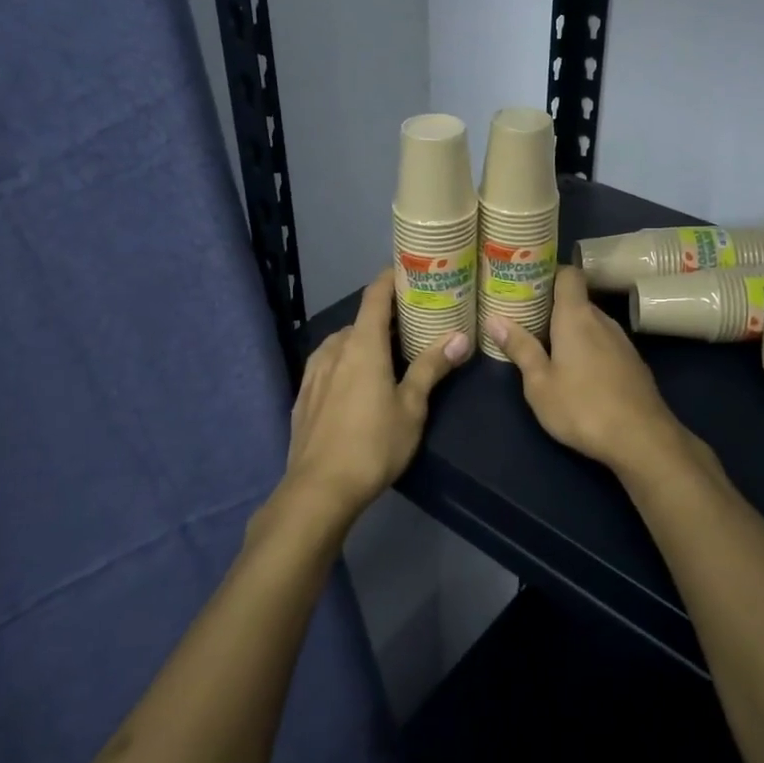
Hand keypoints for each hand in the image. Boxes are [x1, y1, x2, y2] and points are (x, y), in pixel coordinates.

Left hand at [278, 270, 470, 527]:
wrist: (318, 490)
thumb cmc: (373, 444)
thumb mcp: (412, 407)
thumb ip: (431, 367)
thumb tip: (460, 337)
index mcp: (362, 345)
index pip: (375, 296)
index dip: (390, 278)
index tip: (409, 271)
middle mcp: (334, 349)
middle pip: (361, 320)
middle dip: (385, 317)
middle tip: (413, 323)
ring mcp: (314, 373)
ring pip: (342, 343)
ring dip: (363, 341)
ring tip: (386, 353)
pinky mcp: (303, 396)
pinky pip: (327, 365)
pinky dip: (345, 362)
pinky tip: (355, 383)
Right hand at [486, 266, 699, 479]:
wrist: (642, 439)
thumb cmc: (582, 407)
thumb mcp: (539, 383)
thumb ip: (520, 348)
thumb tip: (494, 319)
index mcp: (576, 316)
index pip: (568, 274)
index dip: (549, 273)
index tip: (527, 285)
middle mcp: (602, 320)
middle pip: (577, 301)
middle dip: (553, 308)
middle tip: (526, 321)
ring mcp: (622, 341)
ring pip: (591, 324)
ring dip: (572, 331)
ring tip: (548, 348)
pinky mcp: (633, 363)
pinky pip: (605, 343)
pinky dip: (589, 348)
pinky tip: (579, 374)